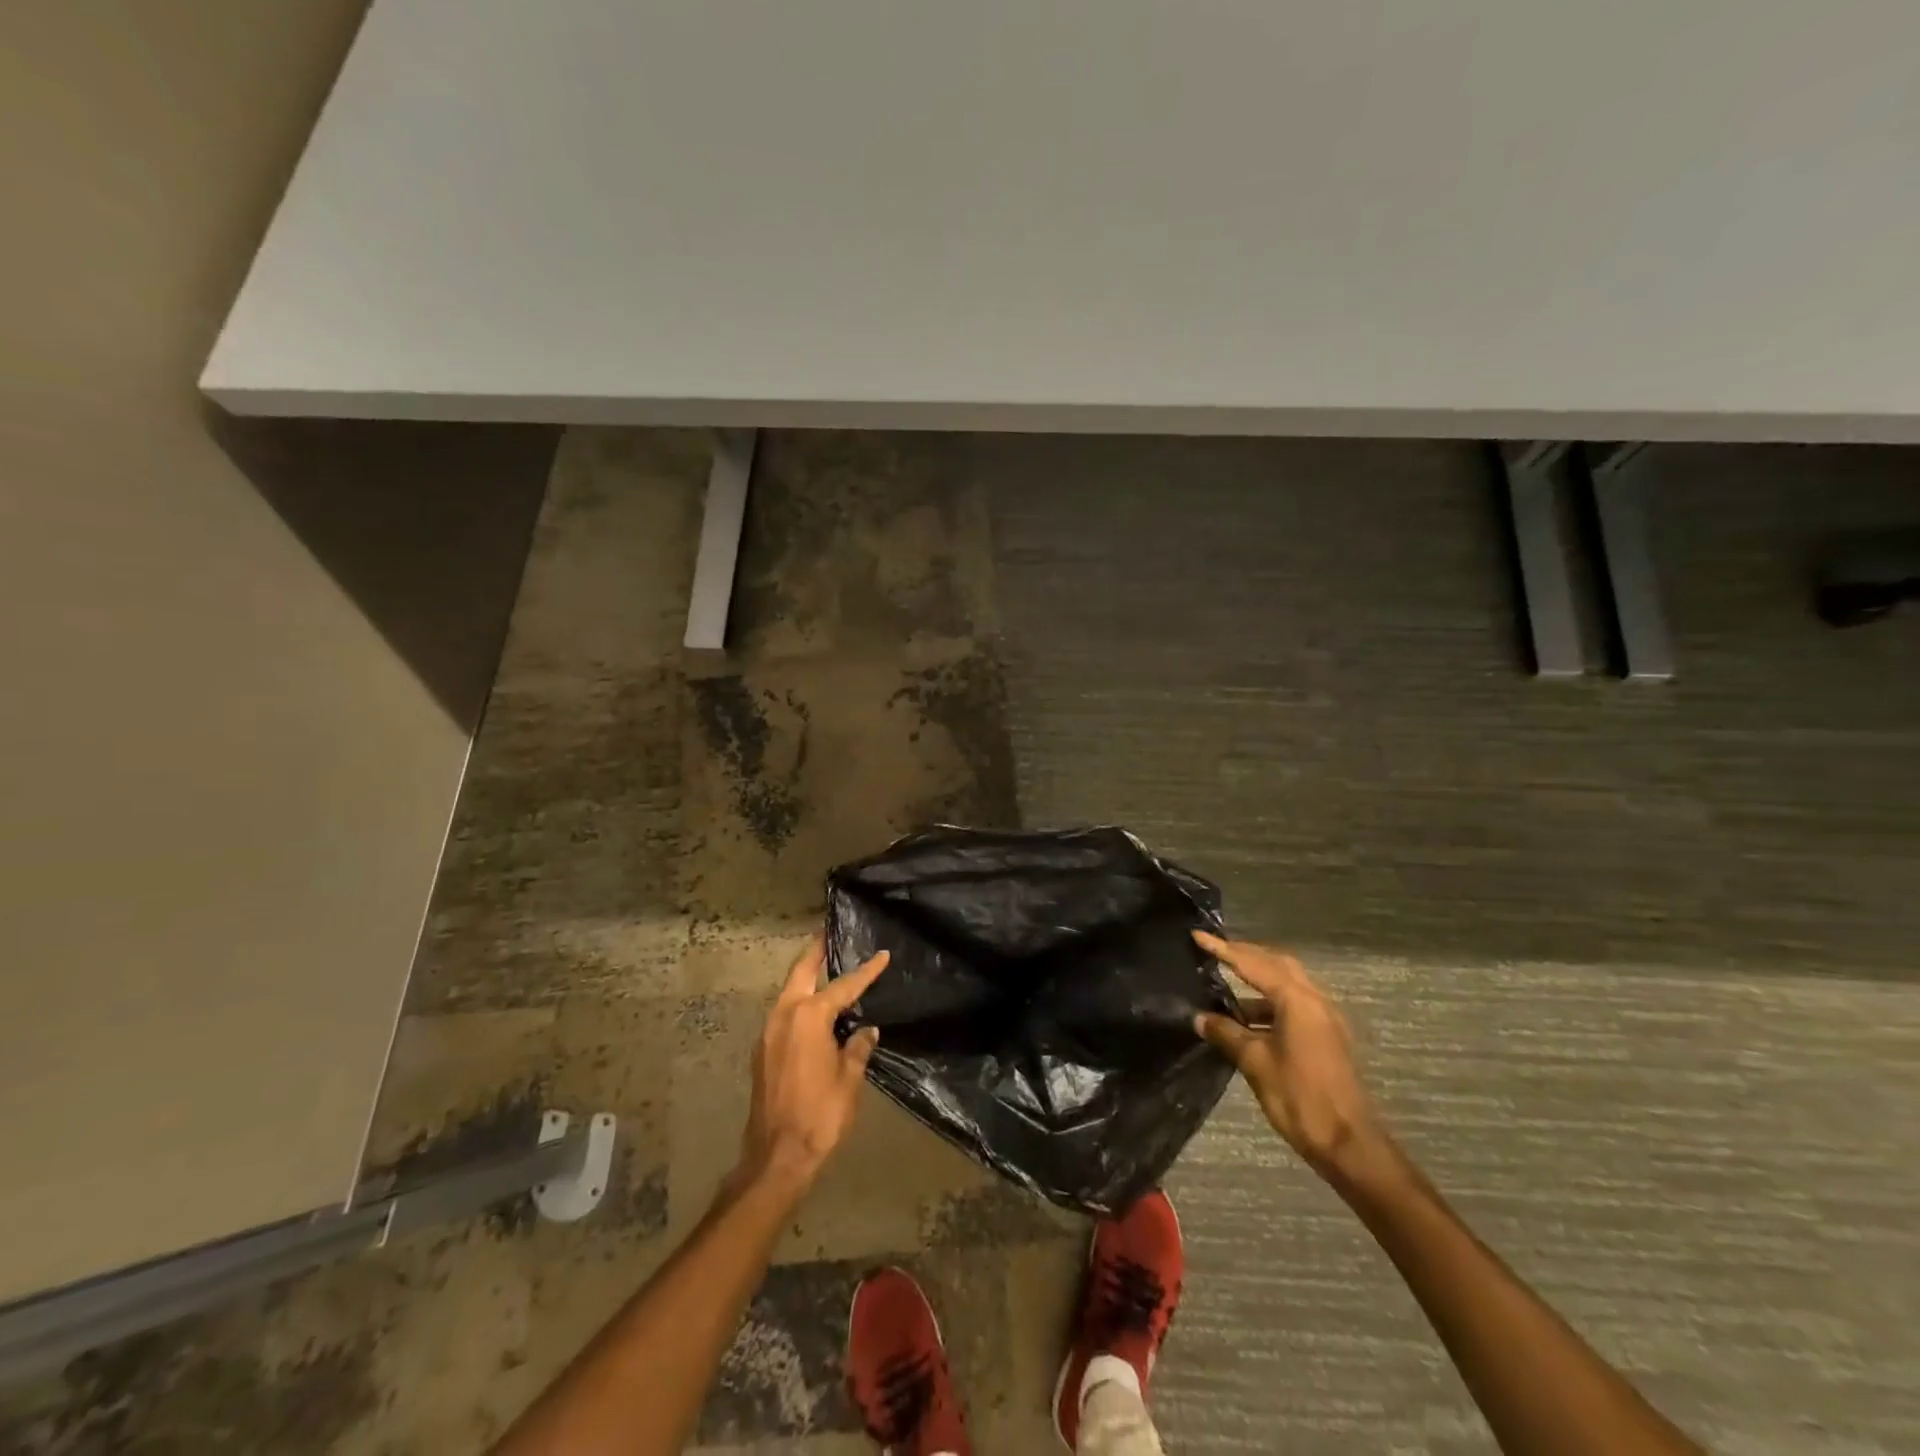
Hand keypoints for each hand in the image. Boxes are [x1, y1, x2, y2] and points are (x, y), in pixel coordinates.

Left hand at [736, 937, 889, 1193]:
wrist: (777, 1156)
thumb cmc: (821, 1114)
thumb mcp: (849, 1079)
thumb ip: (857, 1047)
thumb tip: (865, 1031)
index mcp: (809, 1016)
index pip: (844, 985)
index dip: (866, 971)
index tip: (882, 955)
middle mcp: (784, 1015)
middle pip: (801, 972)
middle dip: (815, 951)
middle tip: (829, 932)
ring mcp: (768, 1033)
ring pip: (789, 992)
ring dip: (806, 978)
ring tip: (826, 968)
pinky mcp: (763, 1051)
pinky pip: (784, 1014)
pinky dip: (799, 1002)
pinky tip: (815, 1011)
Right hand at [1192, 932, 1389, 1179]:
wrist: (1348, 1144)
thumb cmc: (1299, 1098)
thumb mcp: (1255, 1063)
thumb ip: (1226, 1033)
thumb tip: (1199, 1018)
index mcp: (1298, 1000)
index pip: (1253, 964)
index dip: (1223, 950)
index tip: (1198, 936)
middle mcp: (1315, 1000)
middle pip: (1277, 963)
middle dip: (1246, 954)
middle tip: (1215, 952)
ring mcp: (1325, 1018)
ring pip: (1288, 983)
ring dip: (1258, 979)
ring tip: (1226, 985)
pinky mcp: (1327, 1036)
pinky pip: (1294, 1003)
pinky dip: (1269, 1002)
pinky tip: (1247, 1018)